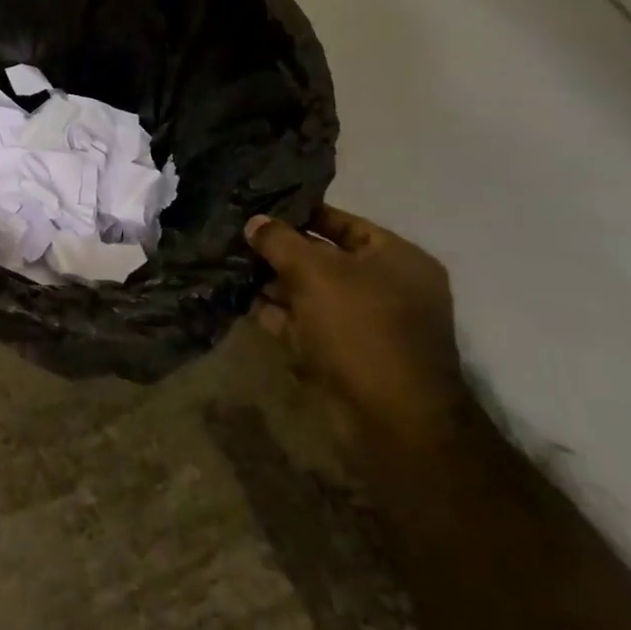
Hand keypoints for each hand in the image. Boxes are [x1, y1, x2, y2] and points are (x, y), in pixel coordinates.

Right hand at [246, 204, 468, 455]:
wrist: (392, 420)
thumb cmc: (360, 328)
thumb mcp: (313, 271)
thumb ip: (279, 240)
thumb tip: (254, 222)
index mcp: (398, 259)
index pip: (342, 222)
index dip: (300, 213)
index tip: (257, 209)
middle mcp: (390, 288)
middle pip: (325, 258)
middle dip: (281, 251)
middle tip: (237, 239)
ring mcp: (369, 325)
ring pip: (312, 292)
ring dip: (275, 284)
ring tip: (232, 268)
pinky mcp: (349, 355)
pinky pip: (309, 323)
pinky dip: (280, 315)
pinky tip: (244, 303)